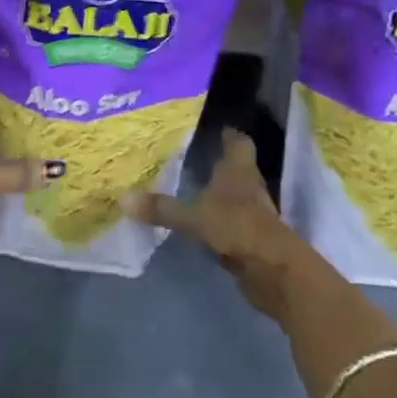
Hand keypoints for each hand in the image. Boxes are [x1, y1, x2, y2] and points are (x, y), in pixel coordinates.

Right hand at [123, 132, 309, 319]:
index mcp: (239, 170)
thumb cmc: (236, 227)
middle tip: (193, 154)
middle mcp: (249, 186)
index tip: (215, 126)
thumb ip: (161, 208)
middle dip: (220, 162)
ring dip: (220, 193)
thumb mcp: (193, 217)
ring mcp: (254, 214)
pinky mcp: (253, 239)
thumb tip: (122, 198)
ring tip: (193, 187)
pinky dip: (219, 220)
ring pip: (235, 195)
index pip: (238, 141)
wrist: (273, 271)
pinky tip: (202, 222)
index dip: (229, 133)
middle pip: (238, 167)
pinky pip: (232, 222)